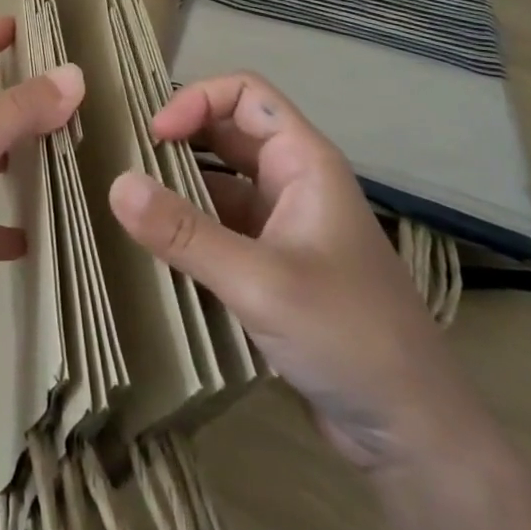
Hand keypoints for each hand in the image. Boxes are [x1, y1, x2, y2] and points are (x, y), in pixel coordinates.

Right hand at [108, 72, 494, 473]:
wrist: (415, 434)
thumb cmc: (350, 337)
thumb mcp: (260, 282)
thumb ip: (185, 233)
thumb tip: (116, 185)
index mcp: (304, 163)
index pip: (245, 94)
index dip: (196, 99)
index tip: (154, 136)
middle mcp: (293, 183)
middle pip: (226, 134)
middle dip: (177, 139)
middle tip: (124, 161)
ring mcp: (283, 227)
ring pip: (219, 184)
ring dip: (176, 187)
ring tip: (126, 203)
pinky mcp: (272, 267)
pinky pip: (219, 228)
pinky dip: (187, 229)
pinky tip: (153, 249)